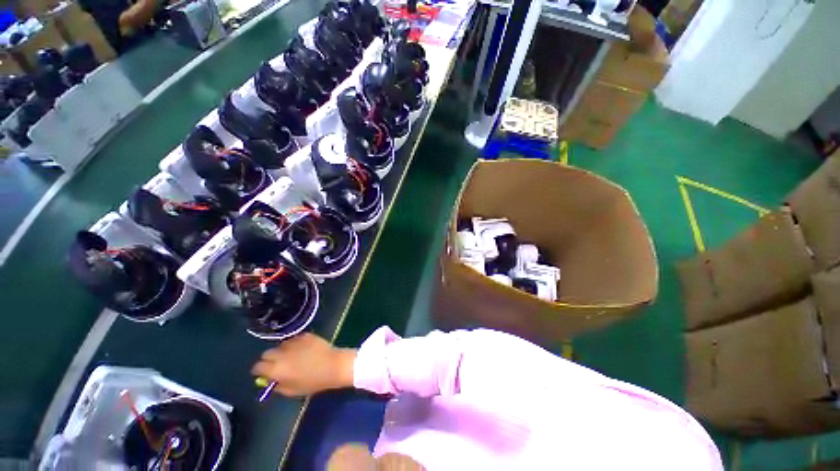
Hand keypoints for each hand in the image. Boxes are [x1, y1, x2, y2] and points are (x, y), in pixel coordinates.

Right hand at [251, 333, 356, 396]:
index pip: (258, 366)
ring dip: (283, 350)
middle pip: (267, 353)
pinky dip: (296, 344)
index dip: (260, 370)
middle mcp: (282, 354)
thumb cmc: (313, 382)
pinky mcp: (305, 335)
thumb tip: (269, 380)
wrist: (333, 366)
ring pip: (281, 345)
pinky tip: (304, 349)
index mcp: (277, 369)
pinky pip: (294, 339)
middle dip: (270, 359)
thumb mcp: (291, 391)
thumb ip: (277, 385)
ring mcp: (294, 342)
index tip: (265, 372)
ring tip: (294, 356)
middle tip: (278, 364)